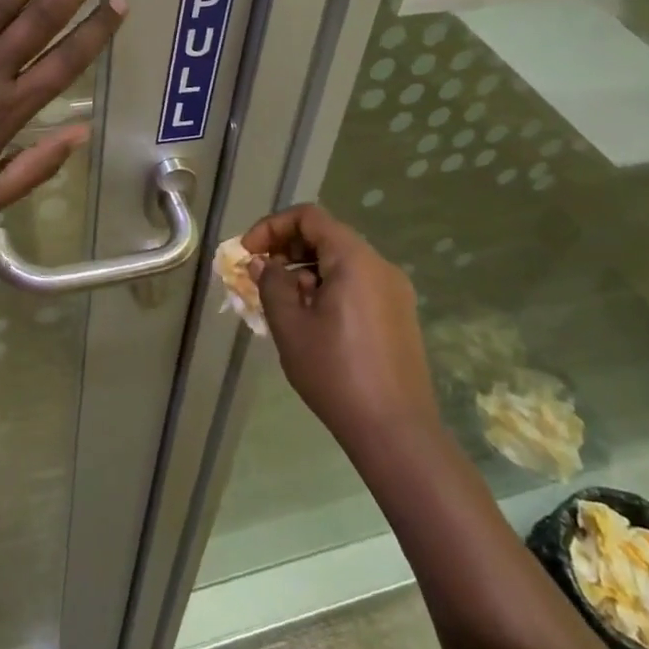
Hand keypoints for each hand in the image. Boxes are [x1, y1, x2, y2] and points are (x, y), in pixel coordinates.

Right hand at [245, 203, 440, 449]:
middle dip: (288, 249)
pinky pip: (358, 284)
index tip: (249, 253)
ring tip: (282, 303)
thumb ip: (271, 285)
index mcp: (354, 259)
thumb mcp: (290, 327)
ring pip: (342, 262)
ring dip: (306, 271)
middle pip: (327, 236)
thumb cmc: (336, 374)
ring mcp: (394, 290)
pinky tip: (313, 321)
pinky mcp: (399, 314)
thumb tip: (263, 263)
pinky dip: (329, 287)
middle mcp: (379, 265)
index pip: (309, 217)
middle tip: (260, 276)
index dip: (273, 227)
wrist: (397, 432)